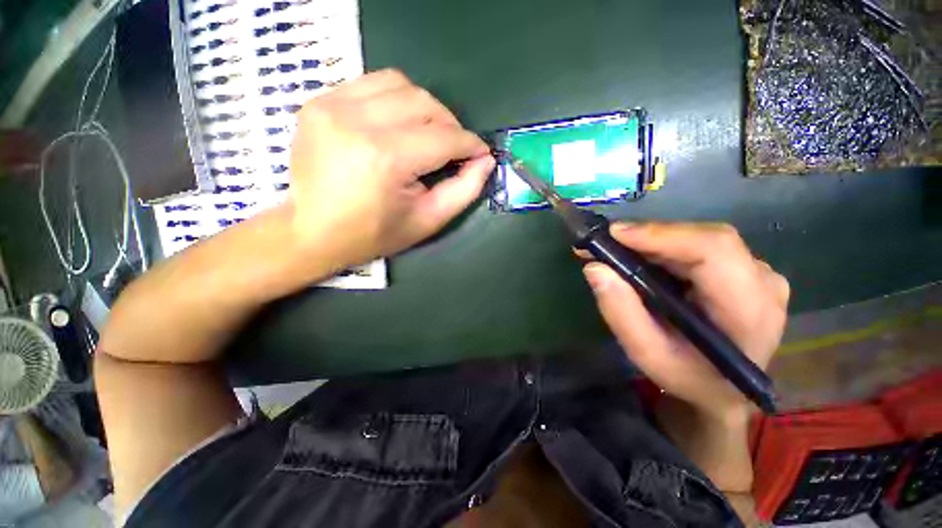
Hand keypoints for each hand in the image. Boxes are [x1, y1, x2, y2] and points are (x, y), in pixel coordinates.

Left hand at [288, 69, 494, 268]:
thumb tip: (485, 161)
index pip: (444, 138)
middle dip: (450, 125)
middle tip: (453, 148)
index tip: (481, 153)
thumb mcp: (427, 221)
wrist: (311, 231)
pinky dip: (394, 101)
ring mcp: (332, 106)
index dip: (470, 144)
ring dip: (423, 108)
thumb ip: (463, 191)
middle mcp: (357, 122)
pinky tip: (396, 125)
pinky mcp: (319, 102)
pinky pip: (370, 85)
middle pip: (424, 103)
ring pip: (399, 84)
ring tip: (426, 134)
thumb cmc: (373, 234)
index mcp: (386, 159)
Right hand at [582, 223, 788, 419]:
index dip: (663, 234)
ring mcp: (758, 273)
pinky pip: (700, 246)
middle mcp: (763, 282)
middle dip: (648, 237)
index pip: (714, 251)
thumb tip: (595, 268)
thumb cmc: (688, 377)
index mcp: (749, 310)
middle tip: (604, 242)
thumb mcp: (647, 354)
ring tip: (615, 250)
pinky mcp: (744, 270)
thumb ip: (620, 312)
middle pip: (704, 239)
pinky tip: (640, 257)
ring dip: (653, 241)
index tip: (614, 234)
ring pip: (699, 239)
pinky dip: (664, 247)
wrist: (723, 390)